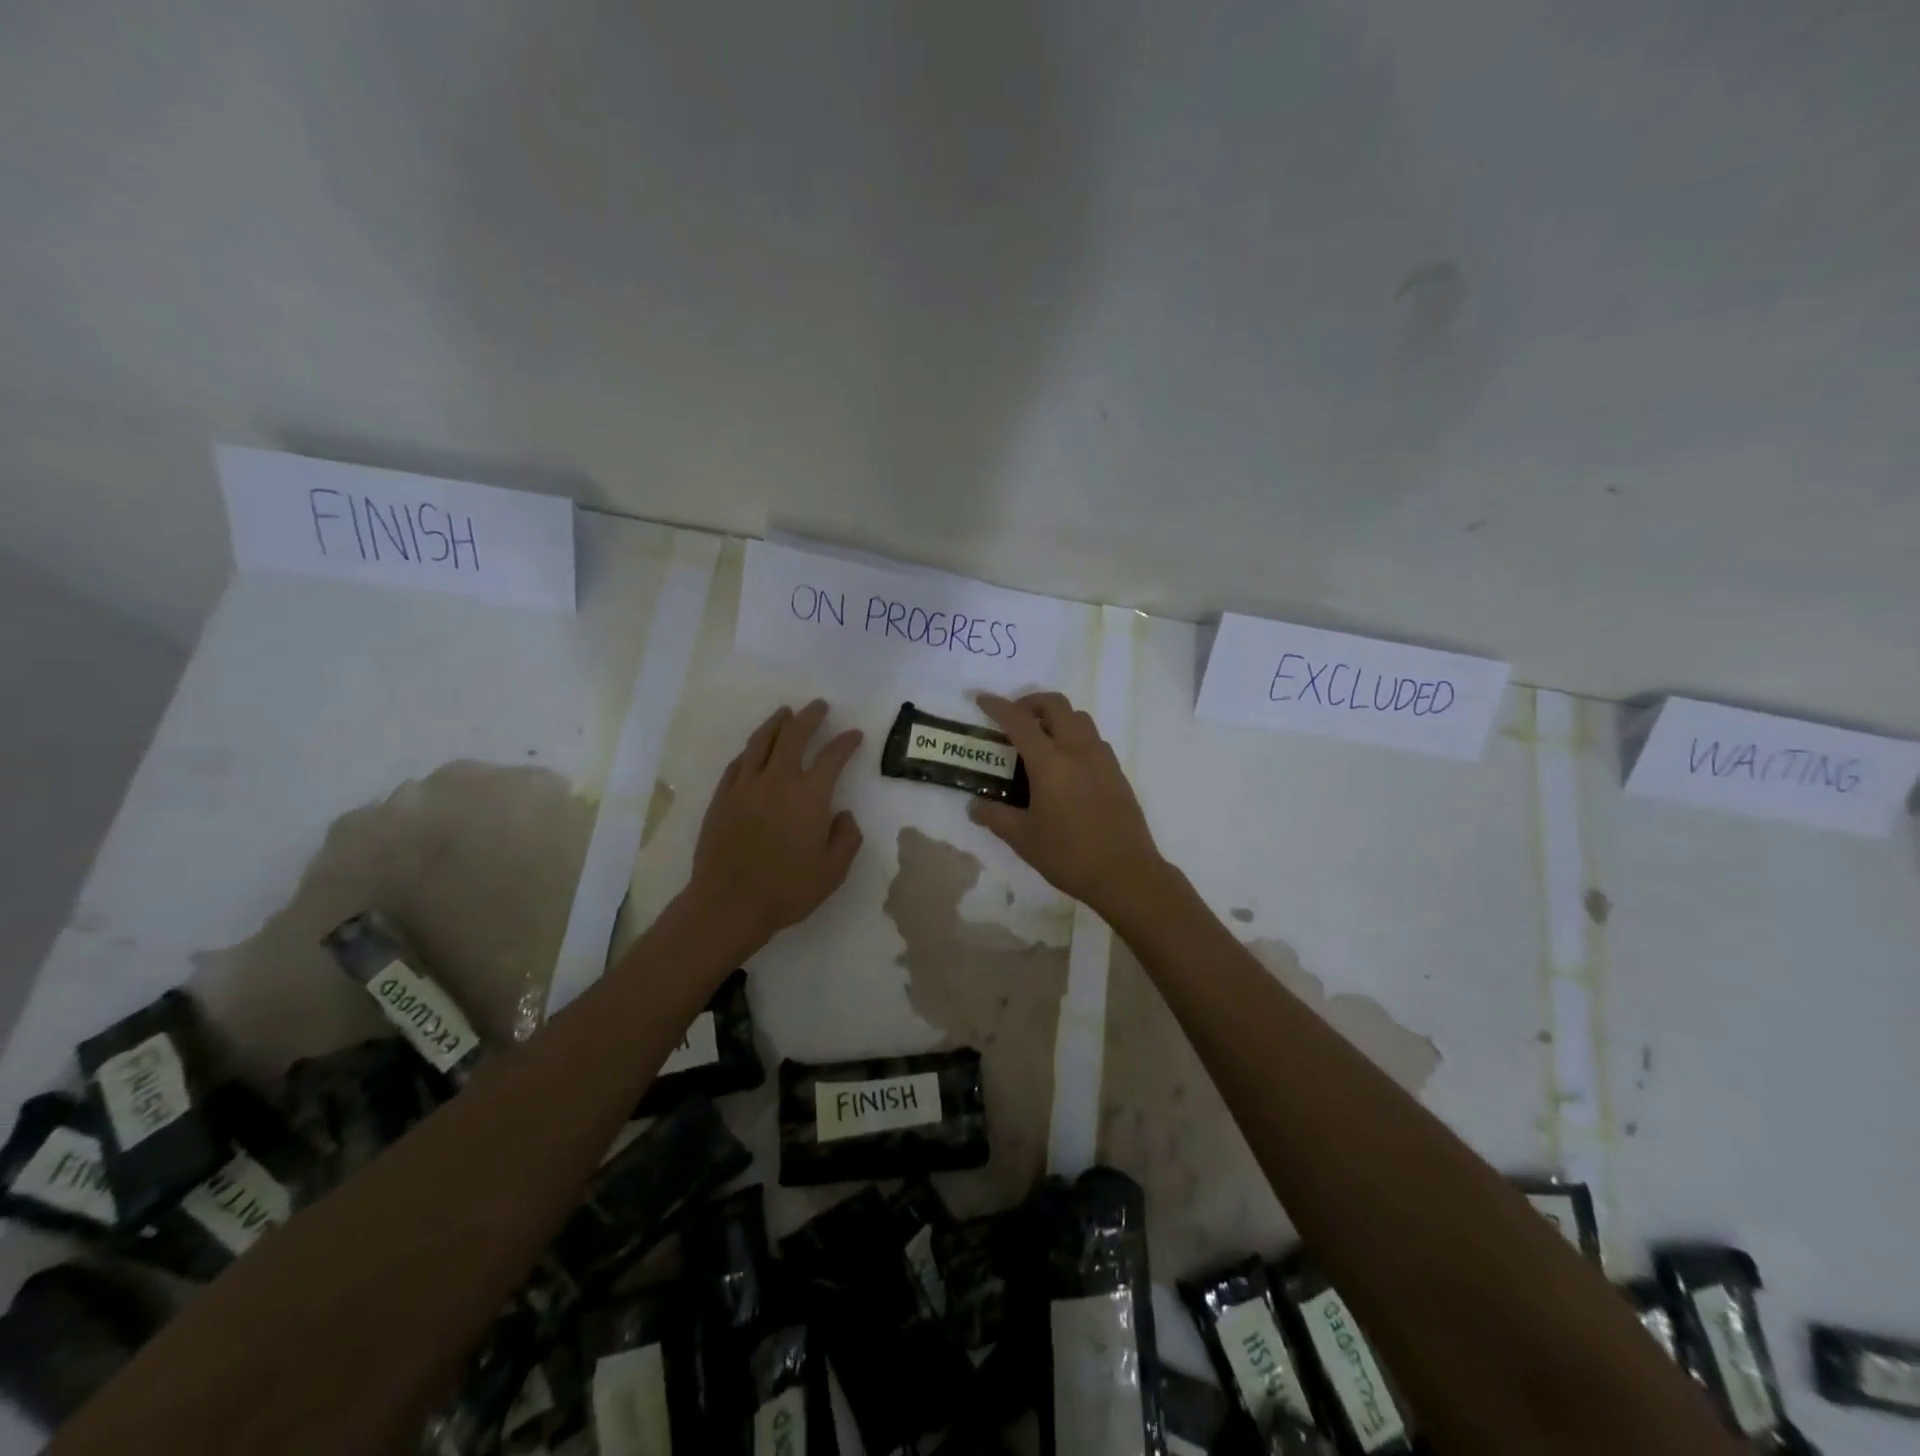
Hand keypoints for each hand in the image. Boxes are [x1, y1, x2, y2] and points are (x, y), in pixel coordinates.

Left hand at [687, 700, 863, 947]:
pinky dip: (751, 750)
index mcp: (810, 797)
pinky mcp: (723, 797)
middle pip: (794, 736)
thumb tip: (844, 815)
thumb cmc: (787, 890)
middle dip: (810, 717)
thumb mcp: (832, 872)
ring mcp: (746, 786)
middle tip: (819, 706)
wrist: (728, 904)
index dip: (846, 742)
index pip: (832, 757)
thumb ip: (846, 839)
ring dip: (777, 723)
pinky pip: (738, 763)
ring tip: (786, 713)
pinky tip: (755, 748)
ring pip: (762, 742)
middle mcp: (778, 781)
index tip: (854, 734)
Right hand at [969, 691, 1166, 920]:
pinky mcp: (1117, 772)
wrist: (1126, 874)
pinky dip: (1075, 737)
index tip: (983, 700)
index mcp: (1050, 762)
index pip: (1019, 721)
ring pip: (1079, 718)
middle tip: (1014, 719)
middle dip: (1031, 703)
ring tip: (1040, 740)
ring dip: (1057, 718)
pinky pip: (1094, 739)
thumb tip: (974, 806)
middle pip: (1056, 705)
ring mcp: (1102, 759)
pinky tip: (1066, 765)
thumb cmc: (1069, 855)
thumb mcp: (1023, 839)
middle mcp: (1078, 750)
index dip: (998, 706)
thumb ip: (995, 817)